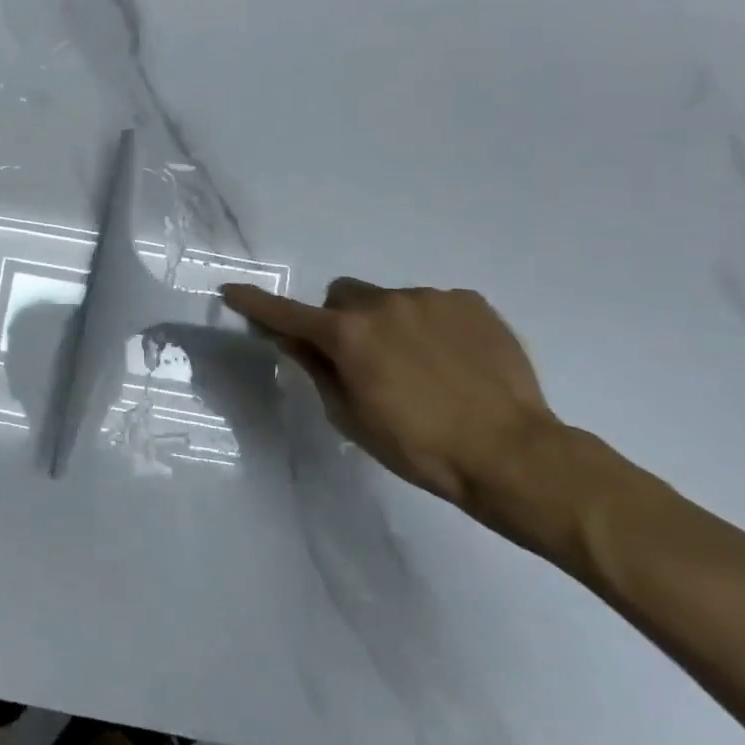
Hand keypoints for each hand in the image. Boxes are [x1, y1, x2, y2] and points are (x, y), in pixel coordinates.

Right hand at [220, 279, 560, 511]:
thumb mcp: (352, 417)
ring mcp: (430, 298)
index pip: (288, 314)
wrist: (513, 454)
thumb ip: (317, 370)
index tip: (232, 291)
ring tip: (421, 368)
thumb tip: (292, 340)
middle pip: (342, 298)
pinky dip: (429, 326)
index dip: (256, 305)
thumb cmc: (419, 447)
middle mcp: (384, 303)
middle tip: (361, 360)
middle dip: (340, 321)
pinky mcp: (470, 302)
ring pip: (389, 301)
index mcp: (348, 335)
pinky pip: (433, 305)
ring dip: (388, 324)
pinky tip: (453, 362)